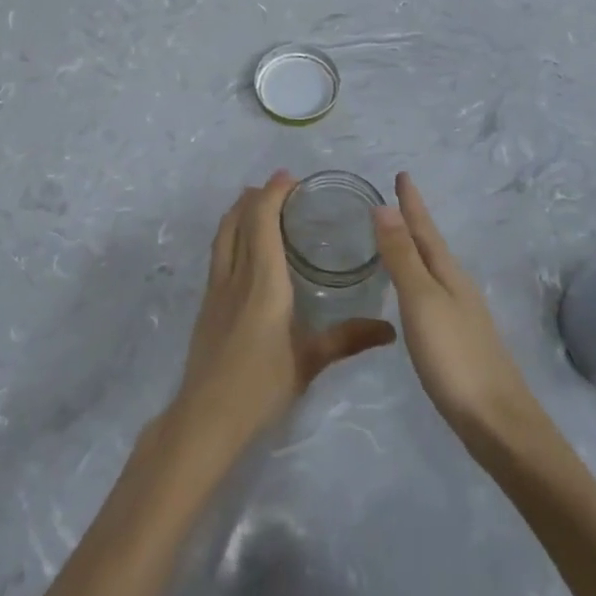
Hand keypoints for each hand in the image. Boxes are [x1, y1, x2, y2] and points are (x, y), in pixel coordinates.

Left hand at [172, 171, 395, 455]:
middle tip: (277, 186)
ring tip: (255, 203)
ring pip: (223, 235)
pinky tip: (242, 249)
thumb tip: (389, 330)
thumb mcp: (309, 362)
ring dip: (238, 212)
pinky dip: (230, 235)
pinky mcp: (207, 305)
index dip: (272, 193)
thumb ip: (347, 339)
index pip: (262, 221)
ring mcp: (216, 289)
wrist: (206, 417)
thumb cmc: (261, 386)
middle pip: (238, 220)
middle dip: (255, 196)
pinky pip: (219, 254)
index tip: (289, 178)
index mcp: (263, 281)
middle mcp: (236, 275)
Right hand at [373, 173, 545, 449]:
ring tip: (397, 240)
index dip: (412, 203)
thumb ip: (402, 257)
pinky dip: (418, 280)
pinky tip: (412, 295)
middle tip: (394, 201)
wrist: (498, 423)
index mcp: (448, 275)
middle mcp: (457, 288)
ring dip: (415, 251)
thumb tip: (385, 208)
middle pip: (432, 246)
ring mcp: (462, 316)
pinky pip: (433, 295)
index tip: (402, 175)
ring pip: (433, 271)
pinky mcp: (459, 342)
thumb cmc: (455, 358)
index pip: (425, 229)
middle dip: (413, 223)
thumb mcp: (422, 302)